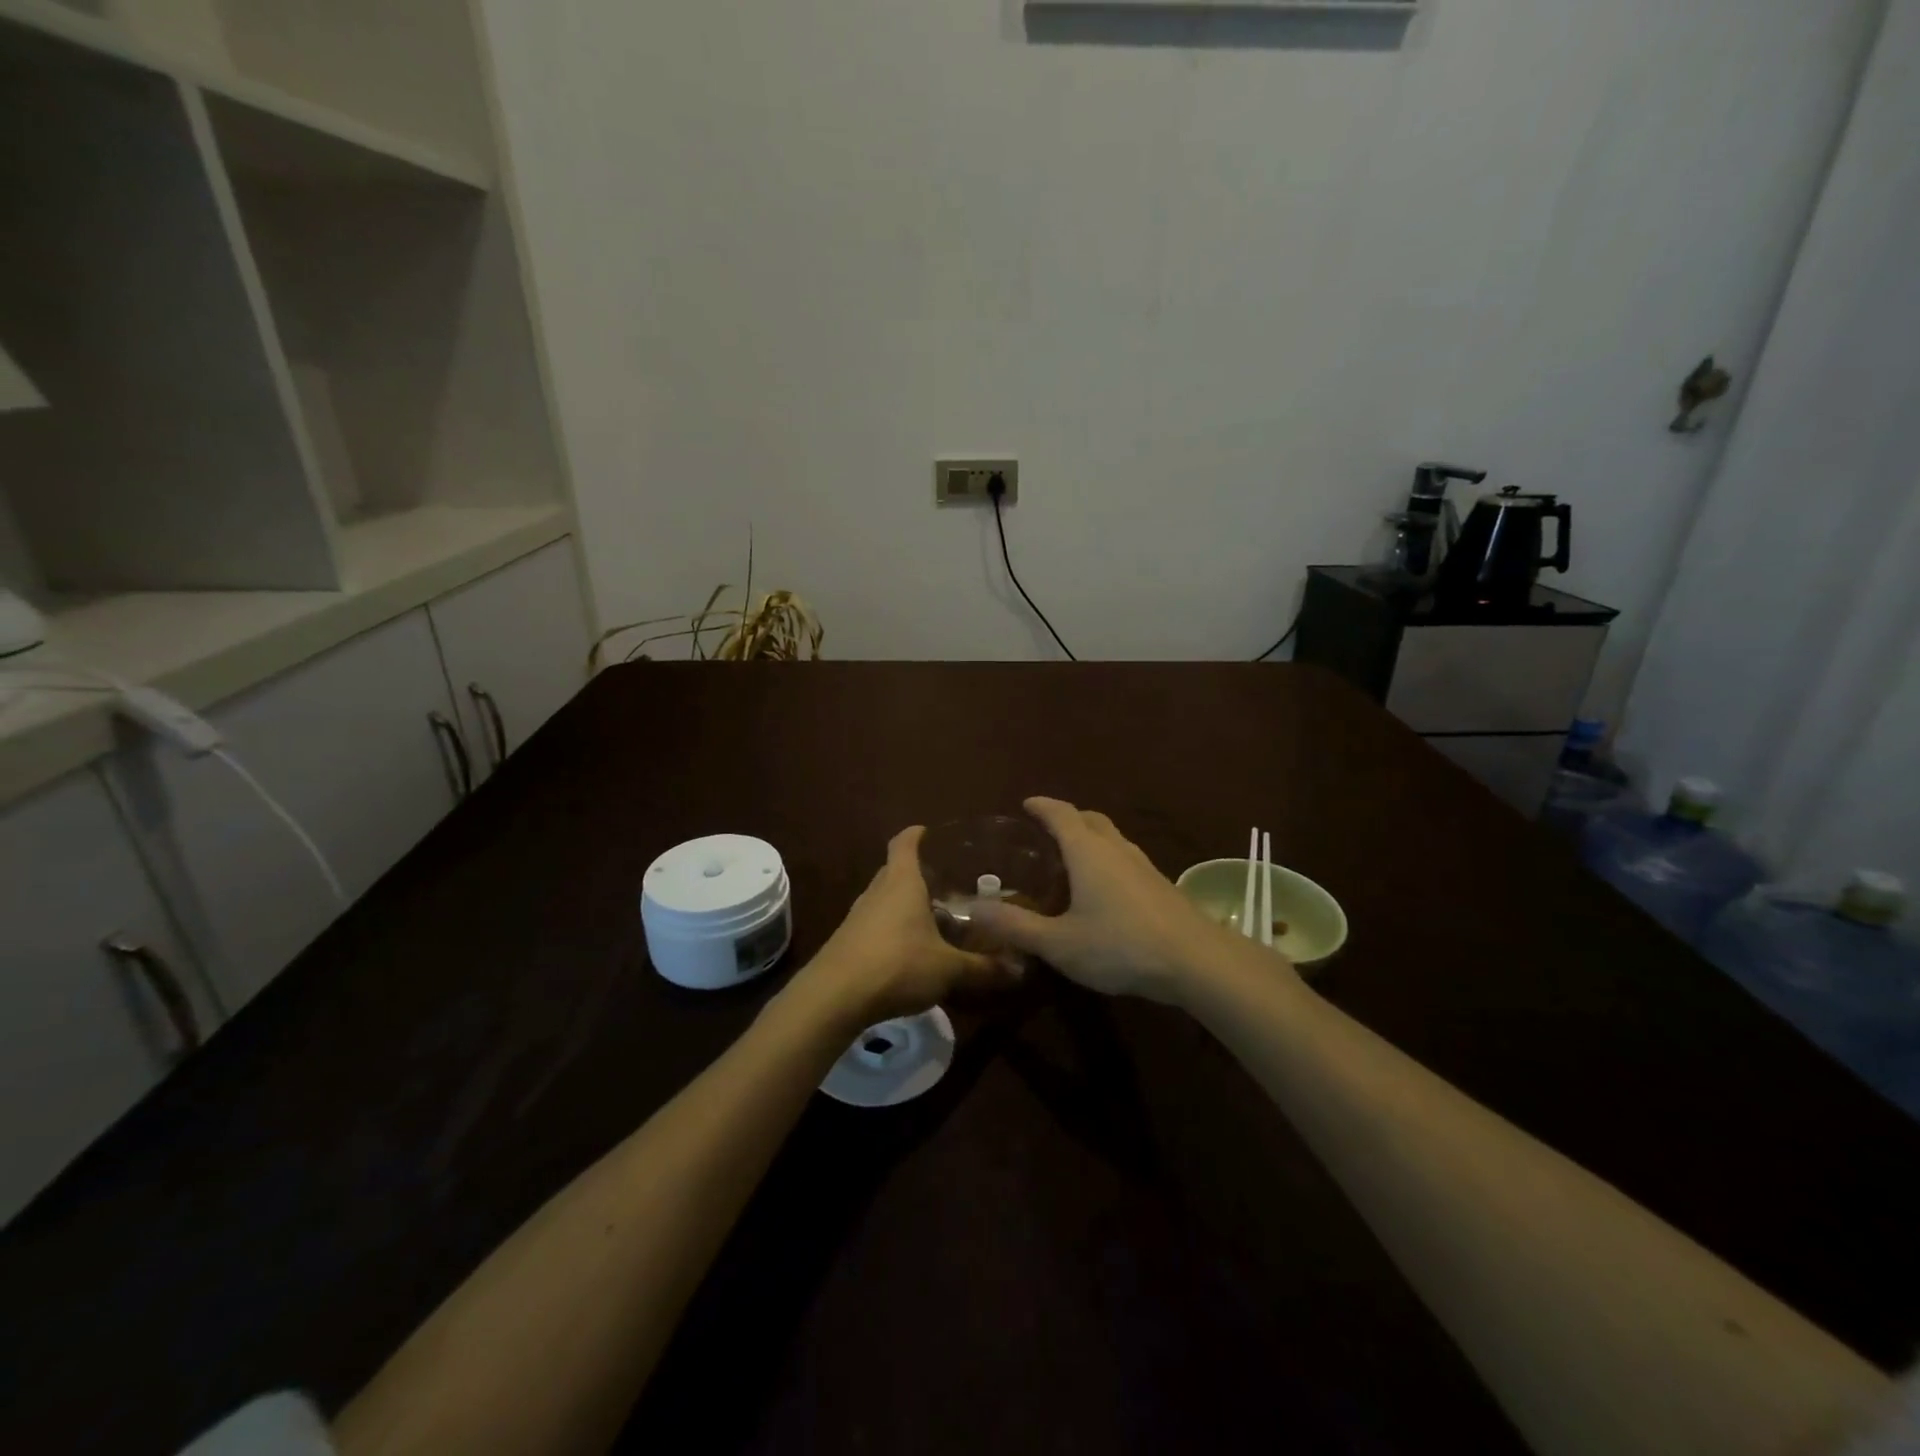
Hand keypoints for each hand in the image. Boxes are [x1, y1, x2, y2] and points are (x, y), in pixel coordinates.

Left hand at [786, 826, 1016, 1033]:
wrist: (834, 997)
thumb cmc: (897, 965)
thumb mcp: (948, 969)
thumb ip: (983, 967)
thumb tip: (1021, 969)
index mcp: (902, 882)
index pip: (904, 844)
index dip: (916, 835)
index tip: (928, 831)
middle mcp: (877, 891)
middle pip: (894, 871)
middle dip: (916, 874)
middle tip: (944, 883)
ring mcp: (857, 916)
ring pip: (883, 899)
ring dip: (903, 904)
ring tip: (931, 917)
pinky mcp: (846, 942)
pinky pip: (874, 925)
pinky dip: (891, 929)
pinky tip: (908, 951)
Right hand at [971, 797, 1265, 1003]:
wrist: (1196, 960)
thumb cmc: (1120, 946)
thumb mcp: (1058, 942)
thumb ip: (1015, 926)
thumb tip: (972, 910)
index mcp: (1087, 852)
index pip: (1060, 814)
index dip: (1042, 806)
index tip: (1026, 804)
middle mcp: (1116, 849)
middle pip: (1090, 819)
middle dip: (1068, 817)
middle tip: (1047, 830)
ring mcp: (1143, 865)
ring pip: (1112, 838)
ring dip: (1091, 838)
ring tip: (1073, 859)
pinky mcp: (1161, 885)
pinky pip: (1126, 858)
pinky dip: (1108, 859)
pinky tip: (1106, 890)